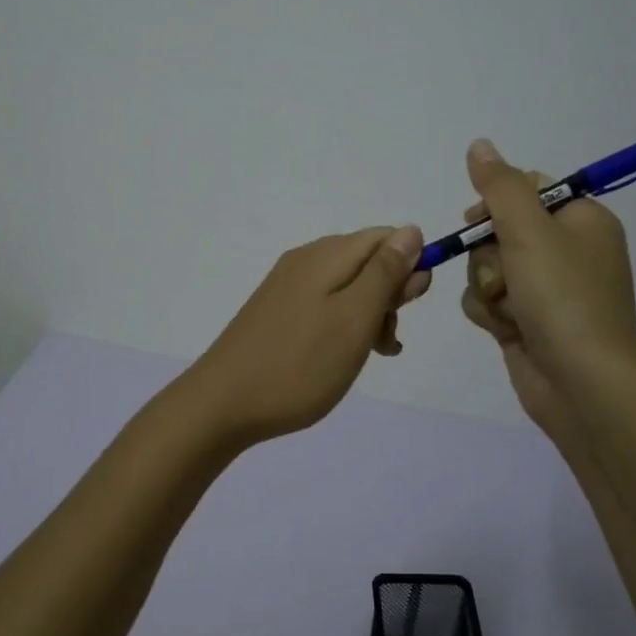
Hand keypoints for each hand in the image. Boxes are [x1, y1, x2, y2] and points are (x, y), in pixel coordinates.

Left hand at [183, 226, 431, 449]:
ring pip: (348, 288)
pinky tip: (346, 356)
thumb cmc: (300, 363)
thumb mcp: (355, 318)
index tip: (410, 306)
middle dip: (390, 295)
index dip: (410, 265)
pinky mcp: (277, 312)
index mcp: (326, 255)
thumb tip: (411, 231)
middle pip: (367, 261)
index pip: (386, 237)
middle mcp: (306, 261)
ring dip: (370, 316)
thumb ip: (385, 273)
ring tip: (372, 354)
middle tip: (386, 339)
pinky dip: (345, 326)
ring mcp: (288, 287)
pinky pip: (325, 306)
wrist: (224, 404)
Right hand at [456, 139, 635, 447]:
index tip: (482, 220)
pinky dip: (489, 312)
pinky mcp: (526, 321)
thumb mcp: (530, 231)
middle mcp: (566, 251)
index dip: (497, 203)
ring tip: (510, 311)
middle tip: (506, 275)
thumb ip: (500, 186)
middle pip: (499, 229)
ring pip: (486, 267)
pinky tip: (505, 330)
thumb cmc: (564, 299)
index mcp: (581, 220)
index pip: (527, 188)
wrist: (583, 385)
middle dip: (489, 255)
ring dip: (487, 287)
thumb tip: (479, 145)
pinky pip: (487, 299)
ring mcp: (545, 289)